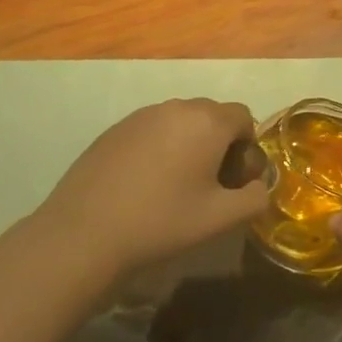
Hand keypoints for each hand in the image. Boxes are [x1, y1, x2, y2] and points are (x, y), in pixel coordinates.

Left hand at [41, 99, 266, 278]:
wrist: (84, 234)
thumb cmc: (161, 222)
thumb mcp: (220, 219)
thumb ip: (254, 199)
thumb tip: (258, 187)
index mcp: (208, 122)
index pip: (244, 118)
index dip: (247, 149)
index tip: (233, 182)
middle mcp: (177, 107)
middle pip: (213, 116)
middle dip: (219, 145)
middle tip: (208, 186)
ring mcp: (142, 115)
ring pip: (181, 123)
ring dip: (188, 146)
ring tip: (174, 187)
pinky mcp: (115, 129)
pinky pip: (152, 131)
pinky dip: (159, 149)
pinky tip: (143, 186)